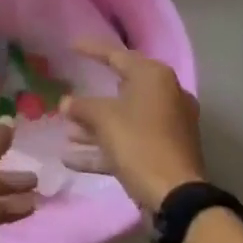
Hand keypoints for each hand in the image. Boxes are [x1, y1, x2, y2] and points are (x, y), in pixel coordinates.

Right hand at [59, 42, 206, 213]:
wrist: (176, 196)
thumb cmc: (139, 144)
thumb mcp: (105, 120)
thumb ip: (82, 107)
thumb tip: (66, 103)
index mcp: (154, 77)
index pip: (117, 55)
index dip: (92, 50)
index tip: (71, 46)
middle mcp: (166, 94)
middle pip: (123, 88)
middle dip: (92, 98)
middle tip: (71, 93)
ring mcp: (168, 124)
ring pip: (125, 118)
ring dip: (95, 126)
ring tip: (66, 132)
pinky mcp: (165, 150)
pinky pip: (130, 141)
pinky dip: (105, 147)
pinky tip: (72, 159)